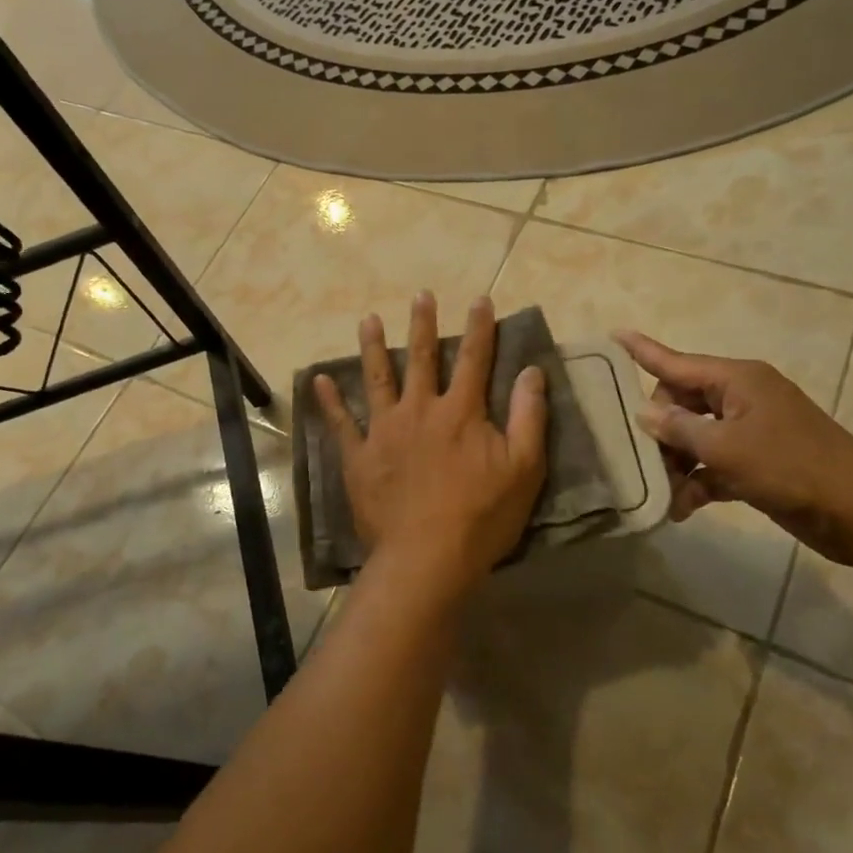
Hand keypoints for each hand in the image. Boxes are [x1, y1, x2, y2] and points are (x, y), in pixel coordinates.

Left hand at [315, 293, 547, 606]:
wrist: (428, 557)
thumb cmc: (482, 516)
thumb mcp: (523, 468)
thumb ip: (528, 416)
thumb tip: (532, 371)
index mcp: (461, 411)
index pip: (474, 359)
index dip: (480, 328)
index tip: (480, 300)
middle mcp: (420, 409)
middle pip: (421, 357)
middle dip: (423, 324)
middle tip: (421, 295)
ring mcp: (385, 431)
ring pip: (377, 378)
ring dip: (372, 347)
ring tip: (367, 319)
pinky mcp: (359, 456)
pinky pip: (341, 423)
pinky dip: (329, 401)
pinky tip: (319, 379)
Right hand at [615, 330, 852, 568]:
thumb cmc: (791, 468)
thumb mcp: (726, 448)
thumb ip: (679, 429)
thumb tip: (646, 414)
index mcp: (736, 380)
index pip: (676, 361)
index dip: (643, 350)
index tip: (613, 334)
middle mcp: (741, 398)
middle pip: (681, 403)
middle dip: (660, 430)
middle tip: (644, 458)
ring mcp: (751, 430)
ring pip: (695, 437)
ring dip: (677, 463)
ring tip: (662, 493)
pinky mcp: (758, 462)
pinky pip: (714, 464)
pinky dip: (698, 482)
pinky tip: (681, 508)